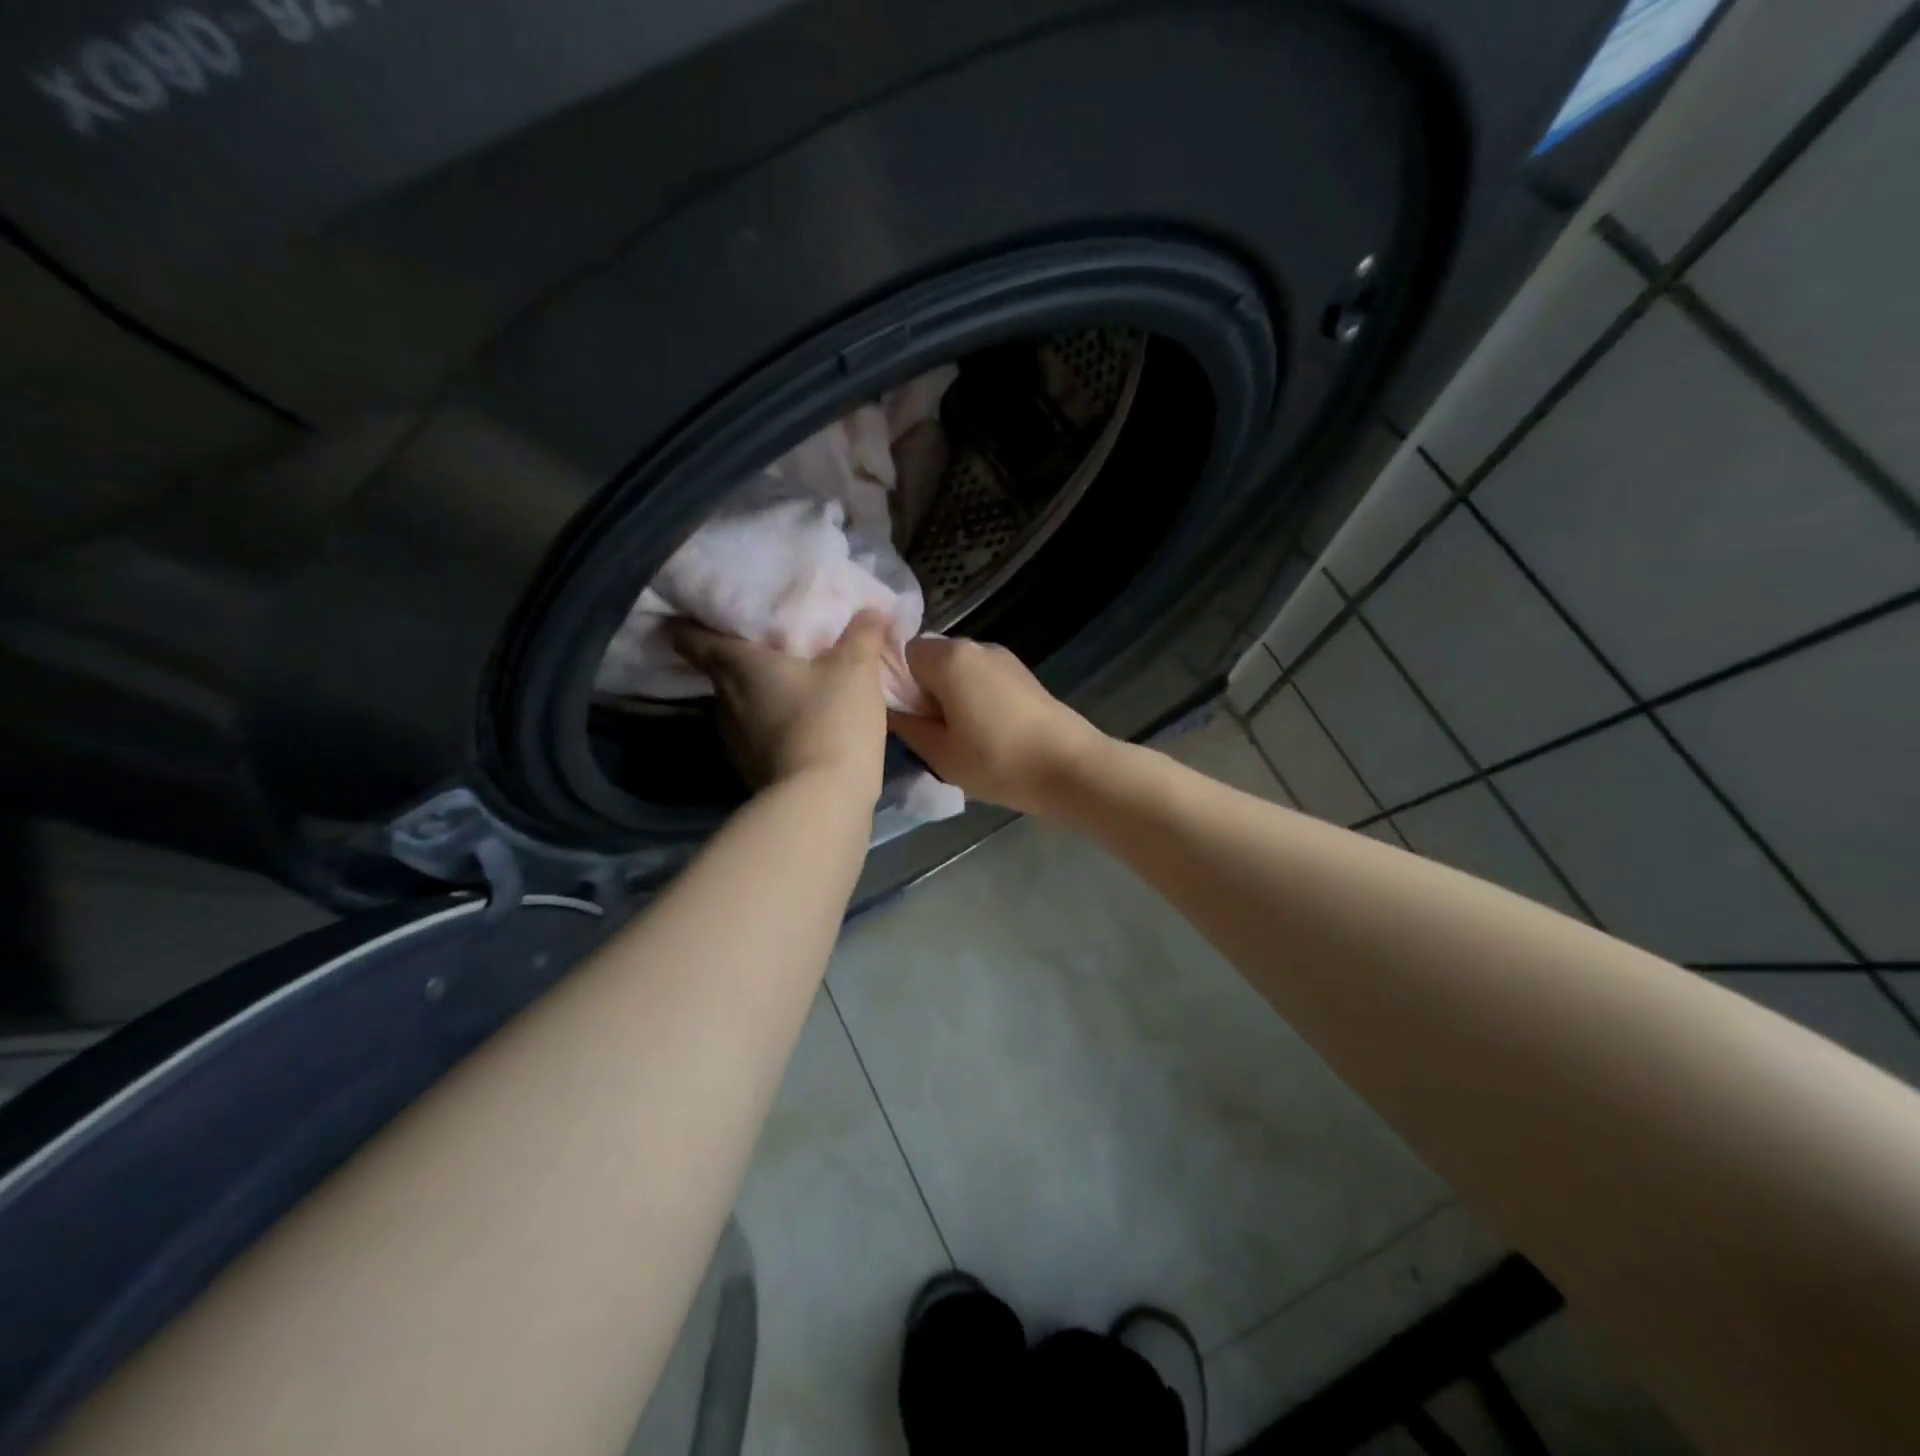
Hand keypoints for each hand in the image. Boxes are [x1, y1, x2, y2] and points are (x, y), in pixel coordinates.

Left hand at [671, 612, 889, 798]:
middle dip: (740, 657)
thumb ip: (862, 635)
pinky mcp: (751, 770)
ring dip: (759, 694)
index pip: (691, 638)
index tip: (703, 613)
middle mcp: (725, 701)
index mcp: (738, 666)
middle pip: (719, 671)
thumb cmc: (830, 721)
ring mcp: (734, 740)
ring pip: (739, 705)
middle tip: (769, 644)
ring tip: (789, 684)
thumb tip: (871, 609)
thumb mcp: (857, 670)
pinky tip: (800, 724)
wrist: (822, 802)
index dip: (691, 623)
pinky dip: (772, 724)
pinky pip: (756, 734)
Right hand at [886, 637, 1111, 816]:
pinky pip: (982, 679)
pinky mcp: (1023, 674)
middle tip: (931, 732)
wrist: (1070, 767)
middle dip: (923, 690)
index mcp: (949, 658)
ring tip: (960, 737)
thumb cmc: (997, 761)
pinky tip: (986, 732)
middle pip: (931, 659)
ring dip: (950, 696)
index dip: (896, 684)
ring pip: (958, 670)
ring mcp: (1003, 658)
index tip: (905, 718)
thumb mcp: (940, 753)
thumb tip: (888, 709)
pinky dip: (974, 698)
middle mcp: (975, 646)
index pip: (902, 654)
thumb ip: (906, 726)